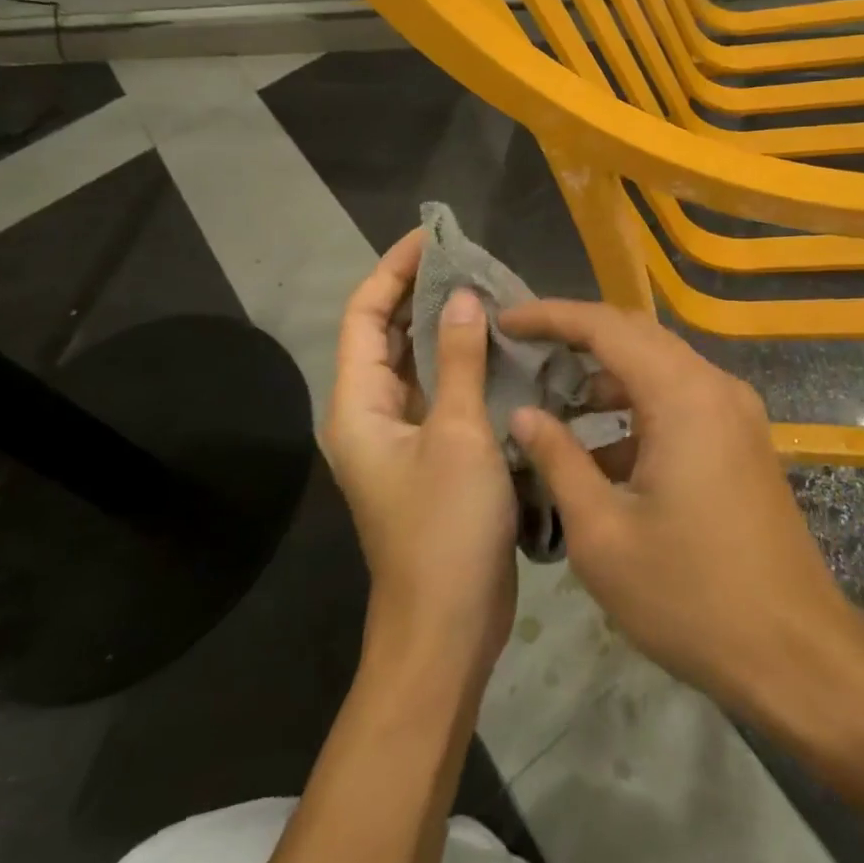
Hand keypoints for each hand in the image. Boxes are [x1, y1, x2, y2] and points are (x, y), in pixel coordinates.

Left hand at [326, 230, 515, 681]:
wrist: (446, 626)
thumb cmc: (445, 528)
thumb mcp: (458, 435)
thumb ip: (458, 360)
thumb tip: (462, 296)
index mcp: (359, 404)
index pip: (367, 314)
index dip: (393, 269)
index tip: (432, 236)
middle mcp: (372, 413)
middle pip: (389, 334)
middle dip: (423, 292)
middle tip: (471, 259)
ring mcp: (402, 437)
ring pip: (419, 363)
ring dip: (447, 327)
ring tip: (490, 291)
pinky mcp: (433, 455)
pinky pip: (443, 393)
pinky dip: (466, 365)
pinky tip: (503, 348)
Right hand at [500, 300, 863, 720]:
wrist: (795, 654)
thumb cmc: (690, 597)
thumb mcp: (603, 534)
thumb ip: (559, 461)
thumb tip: (525, 414)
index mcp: (683, 395)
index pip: (606, 327)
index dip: (551, 316)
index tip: (506, 320)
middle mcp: (714, 387)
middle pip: (636, 336)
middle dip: (576, 337)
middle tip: (523, 349)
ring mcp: (735, 413)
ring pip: (659, 369)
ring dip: (606, 377)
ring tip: (551, 398)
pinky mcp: (741, 441)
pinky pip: (680, 402)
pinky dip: (636, 410)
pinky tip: (599, 451)